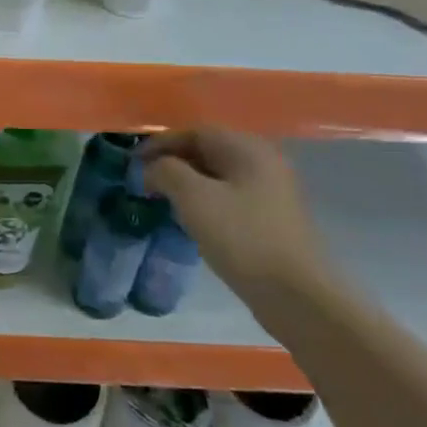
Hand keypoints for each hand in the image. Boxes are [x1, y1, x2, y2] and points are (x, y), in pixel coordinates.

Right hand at [139, 130, 329, 300]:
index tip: (132, 162)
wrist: (294, 294)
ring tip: (161, 200)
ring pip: (218, 176)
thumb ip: (166, 171)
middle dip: (172, 162)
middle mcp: (263, 162)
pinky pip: (229, 197)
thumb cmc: (241, 237)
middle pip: (208, 151)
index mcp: (248, 149)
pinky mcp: (271, 218)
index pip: (196, 132)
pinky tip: (189, 219)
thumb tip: (152, 167)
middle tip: (144, 181)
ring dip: (186, 183)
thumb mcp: (194, 198)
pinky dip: (204, 201)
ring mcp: (271, 191)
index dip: (160, 143)